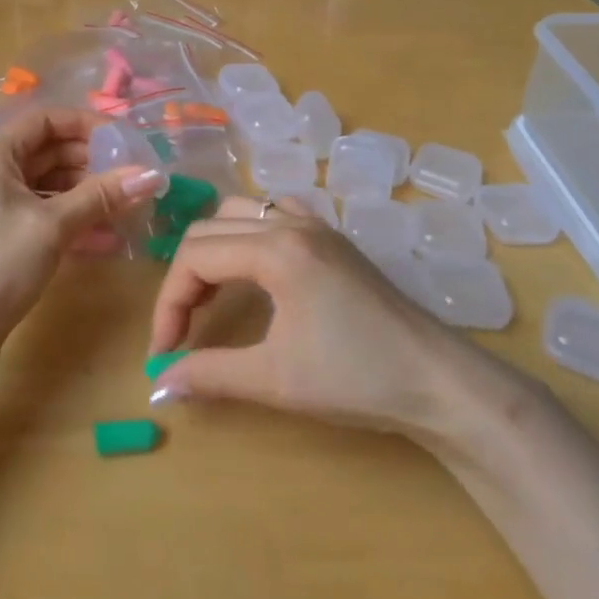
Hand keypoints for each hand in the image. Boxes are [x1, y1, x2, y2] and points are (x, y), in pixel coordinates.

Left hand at [0, 109, 166, 370]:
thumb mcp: (54, 226)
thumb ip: (102, 196)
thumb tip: (151, 174)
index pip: (44, 120)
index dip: (84, 124)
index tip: (121, 139)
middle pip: (46, 151)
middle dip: (90, 160)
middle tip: (129, 175)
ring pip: (46, 185)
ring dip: (84, 192)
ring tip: (124, 205)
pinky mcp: (0, 237)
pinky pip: (41, 214)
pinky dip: (71, 219)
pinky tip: (105, 236)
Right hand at [148, 196, 537, 459]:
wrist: (440, 382)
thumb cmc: (357, 378)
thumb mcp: (276, 380)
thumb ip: (210, 374)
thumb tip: (159, 385)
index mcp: (275, 248)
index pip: (195, 258)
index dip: (169, 304)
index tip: (164, 351)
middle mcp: (290, 222)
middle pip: (209, 230)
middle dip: (186, 279)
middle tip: (182, 330)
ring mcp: (316, 225)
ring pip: (240, 213)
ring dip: (214, 250)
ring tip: (210, 297)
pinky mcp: (333, 238)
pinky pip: (274, 213)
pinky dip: (248, 234)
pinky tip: (255, 268)